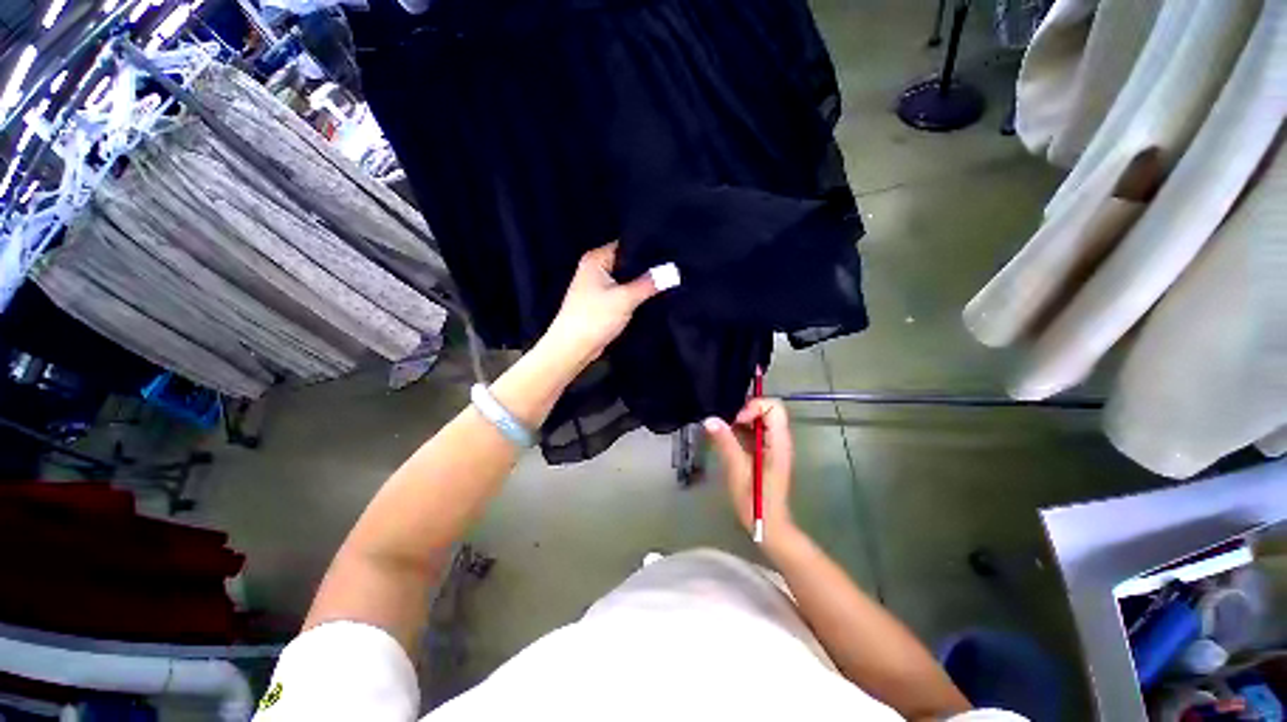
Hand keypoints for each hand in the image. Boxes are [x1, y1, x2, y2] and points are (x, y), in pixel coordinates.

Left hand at [543, 241, 669, 368]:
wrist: (574, 348)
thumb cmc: (594, 318)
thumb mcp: (625, 299)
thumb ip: (649, 284)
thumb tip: (672, 270)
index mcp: (596, 259)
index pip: (627, 245)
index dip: (648, 248)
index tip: (670, 252)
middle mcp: (596, 268)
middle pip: (628, 263)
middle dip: (648, 267)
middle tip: (673, 268)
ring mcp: (598, 286)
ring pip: (626, 280)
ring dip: (642, 283)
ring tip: (668, 280)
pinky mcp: (602, 302)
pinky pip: (624, 293)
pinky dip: (635, 295)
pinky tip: (654, 296)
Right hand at [704, 398, 795, 541]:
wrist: (769, 526)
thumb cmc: (755, 501)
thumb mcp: (737, 471)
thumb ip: (726, 443)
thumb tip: (710, 419)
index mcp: (778, 442)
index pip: (773, 406)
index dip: (753, 407)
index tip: (737, 421)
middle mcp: (780, 439)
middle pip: (769, 409)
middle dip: (746, 410)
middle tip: (728, 425)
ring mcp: (775, 445)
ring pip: (762, 418)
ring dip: (743, 420)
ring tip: (726, 432)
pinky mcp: (768, 451)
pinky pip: (757, 430)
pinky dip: (743, 429)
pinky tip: (729, 440)